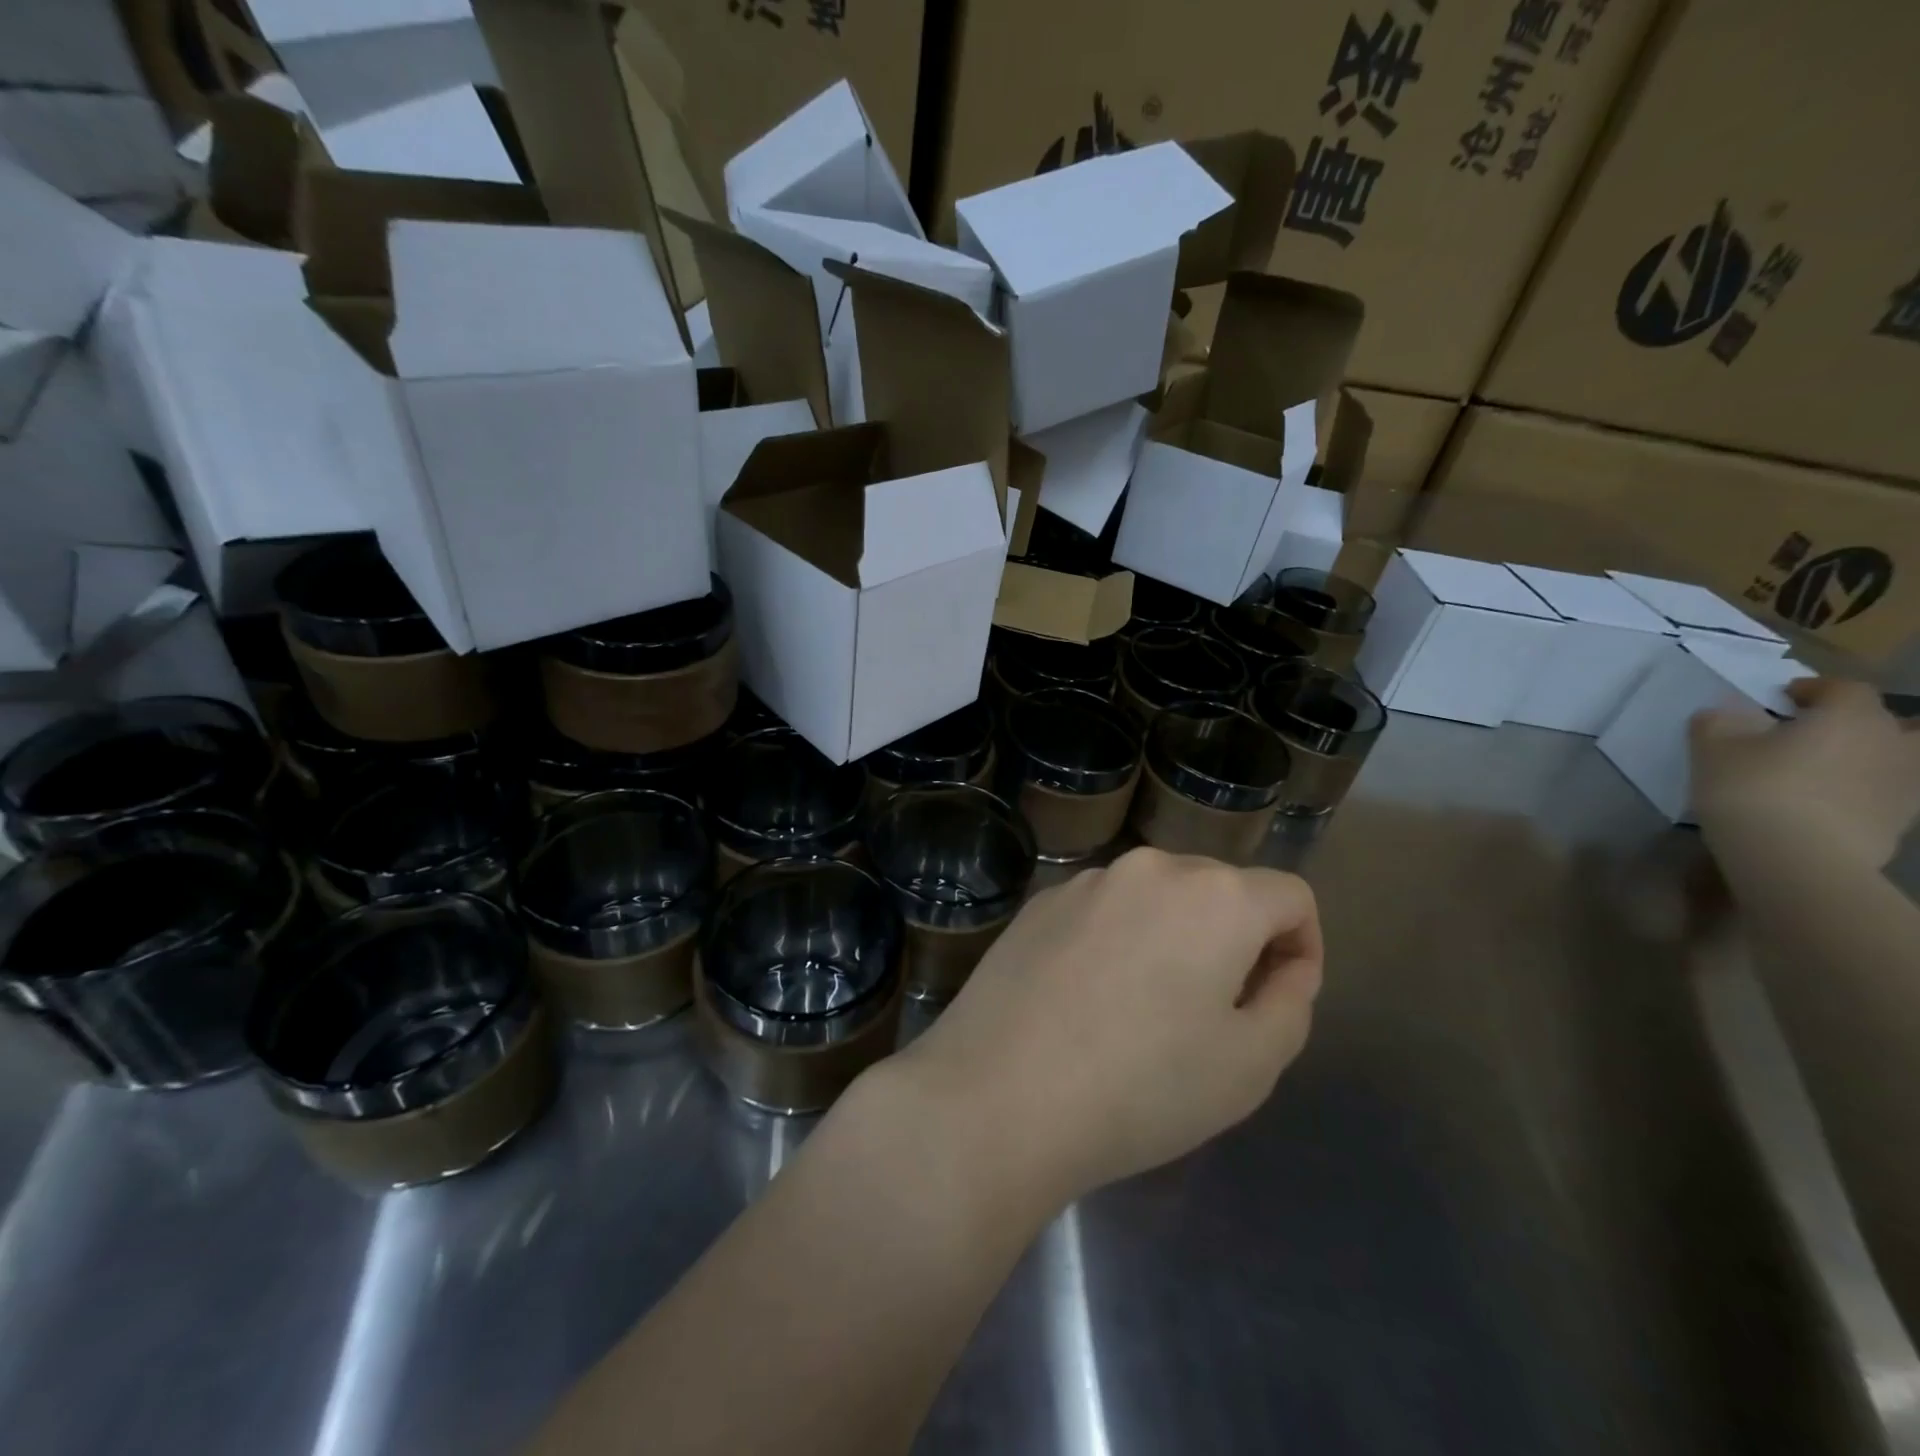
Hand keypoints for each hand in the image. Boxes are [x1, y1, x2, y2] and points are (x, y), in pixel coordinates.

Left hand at [892, 847, 1322, 1209]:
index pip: (1289, 895)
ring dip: (1173, 938)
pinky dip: (1118, 940)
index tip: (1276, 1000)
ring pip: (1157, 898)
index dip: (1302, 946)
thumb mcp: (1252, 1063)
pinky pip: (1104, 910)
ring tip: (1146, 1011)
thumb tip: (1284, 966)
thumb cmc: (1142, 1087)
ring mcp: (1086, 880)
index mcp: (1214, 895)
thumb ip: (1291, 1001)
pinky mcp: (1039, 902)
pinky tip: (1089, 999)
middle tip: (1213, 1014)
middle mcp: (1150, 867)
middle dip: (1236, 941)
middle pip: (1220, 890)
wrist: (998, 1094)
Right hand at [1691, 678, 1919, 869]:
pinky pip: (1889, 794)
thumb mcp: (1712, 749)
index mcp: (1849, 717)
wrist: (1796, 857)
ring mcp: (1905, 784)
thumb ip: (1718, 722)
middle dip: (1854, 722)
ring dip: (1871, 757)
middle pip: (1889, 721)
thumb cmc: (1753, 789)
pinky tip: (1830, 804)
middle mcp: (1891, 743)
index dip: (1813, 689)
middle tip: (1813, 733)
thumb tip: (1724, 713)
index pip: (1844, 688)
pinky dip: (1867, 792)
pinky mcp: (1901, 821)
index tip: (1781, 699)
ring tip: (1828, 769)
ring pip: (1901, 758)